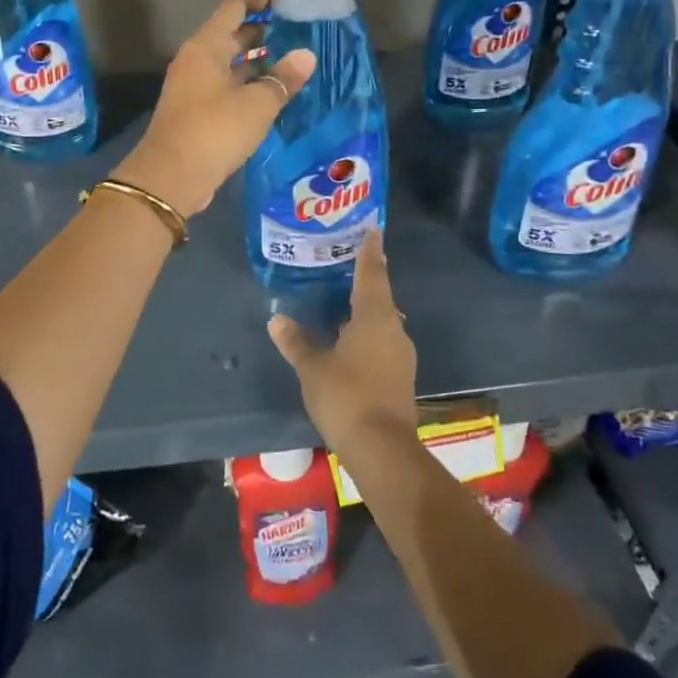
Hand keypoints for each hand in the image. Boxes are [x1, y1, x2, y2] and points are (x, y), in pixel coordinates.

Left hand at [111, 0, 315, 217]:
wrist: (172, 177)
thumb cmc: (215, 129)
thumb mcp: (257, 103)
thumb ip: (283, 78)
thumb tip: (306, 55)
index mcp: (206, 46)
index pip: (234, 7)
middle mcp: (197, 61)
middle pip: (231, 35)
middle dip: (263, 31)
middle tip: (299, 30)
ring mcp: (195, 87)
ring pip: (230, 64)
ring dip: (257, 61)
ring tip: (293, 60)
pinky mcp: (197, 113)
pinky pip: (227, 88)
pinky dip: (249, 86)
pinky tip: (274, 93)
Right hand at [267, 230, 417, 448]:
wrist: (382, 449)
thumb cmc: (347, 396)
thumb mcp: (313, 368)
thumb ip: (296, 341)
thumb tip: (277, 318)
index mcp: (374, 317)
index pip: (372, 274)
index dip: (370, 251)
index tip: (373, 228)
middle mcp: (393, 329)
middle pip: (378, 297)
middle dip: (363, 280)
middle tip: (342, 264)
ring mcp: (400, 354)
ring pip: (380, 321)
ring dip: (361, 311)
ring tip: (337, 302)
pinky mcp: (399, 376)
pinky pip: (381, 342)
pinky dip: (364, 334)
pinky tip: (345, 340)